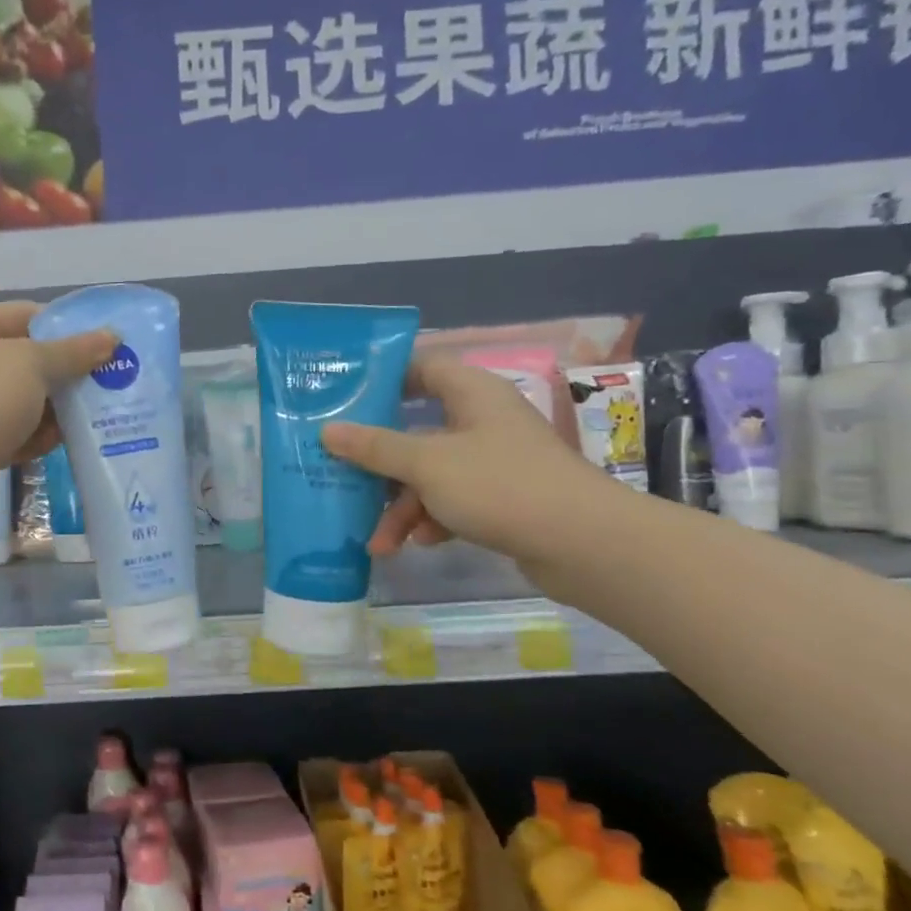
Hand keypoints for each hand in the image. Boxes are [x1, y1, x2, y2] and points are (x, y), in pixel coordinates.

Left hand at [0, 302, 115, 530]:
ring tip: (98, 413)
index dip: (66, 327)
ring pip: (25, 400)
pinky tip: (67, 442)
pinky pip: (17, 432)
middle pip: (27, 360)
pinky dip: (39, 436)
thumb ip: (73, 351)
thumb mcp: (32, 363)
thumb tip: (112, 336)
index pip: (25, 315)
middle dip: (66, 372)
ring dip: (57, 408)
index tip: (106, 343)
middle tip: (110, 380)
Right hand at [320, 353, 621, 568]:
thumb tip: (327, 431)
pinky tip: (417, 543)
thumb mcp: (427, 464)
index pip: (422, 367)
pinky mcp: (501, 498)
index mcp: (471, 393)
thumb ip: (375, 447)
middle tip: (341, 471)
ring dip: (402, 504)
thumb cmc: (499, 485)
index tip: (343, 397)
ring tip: (378, 540)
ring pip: (431, 473)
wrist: (582, 543)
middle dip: (380, 461)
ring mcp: (493, 461)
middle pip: (417, 429)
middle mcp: (482, 420)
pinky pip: (452, 500)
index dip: (383, 378)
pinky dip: (432, 519)